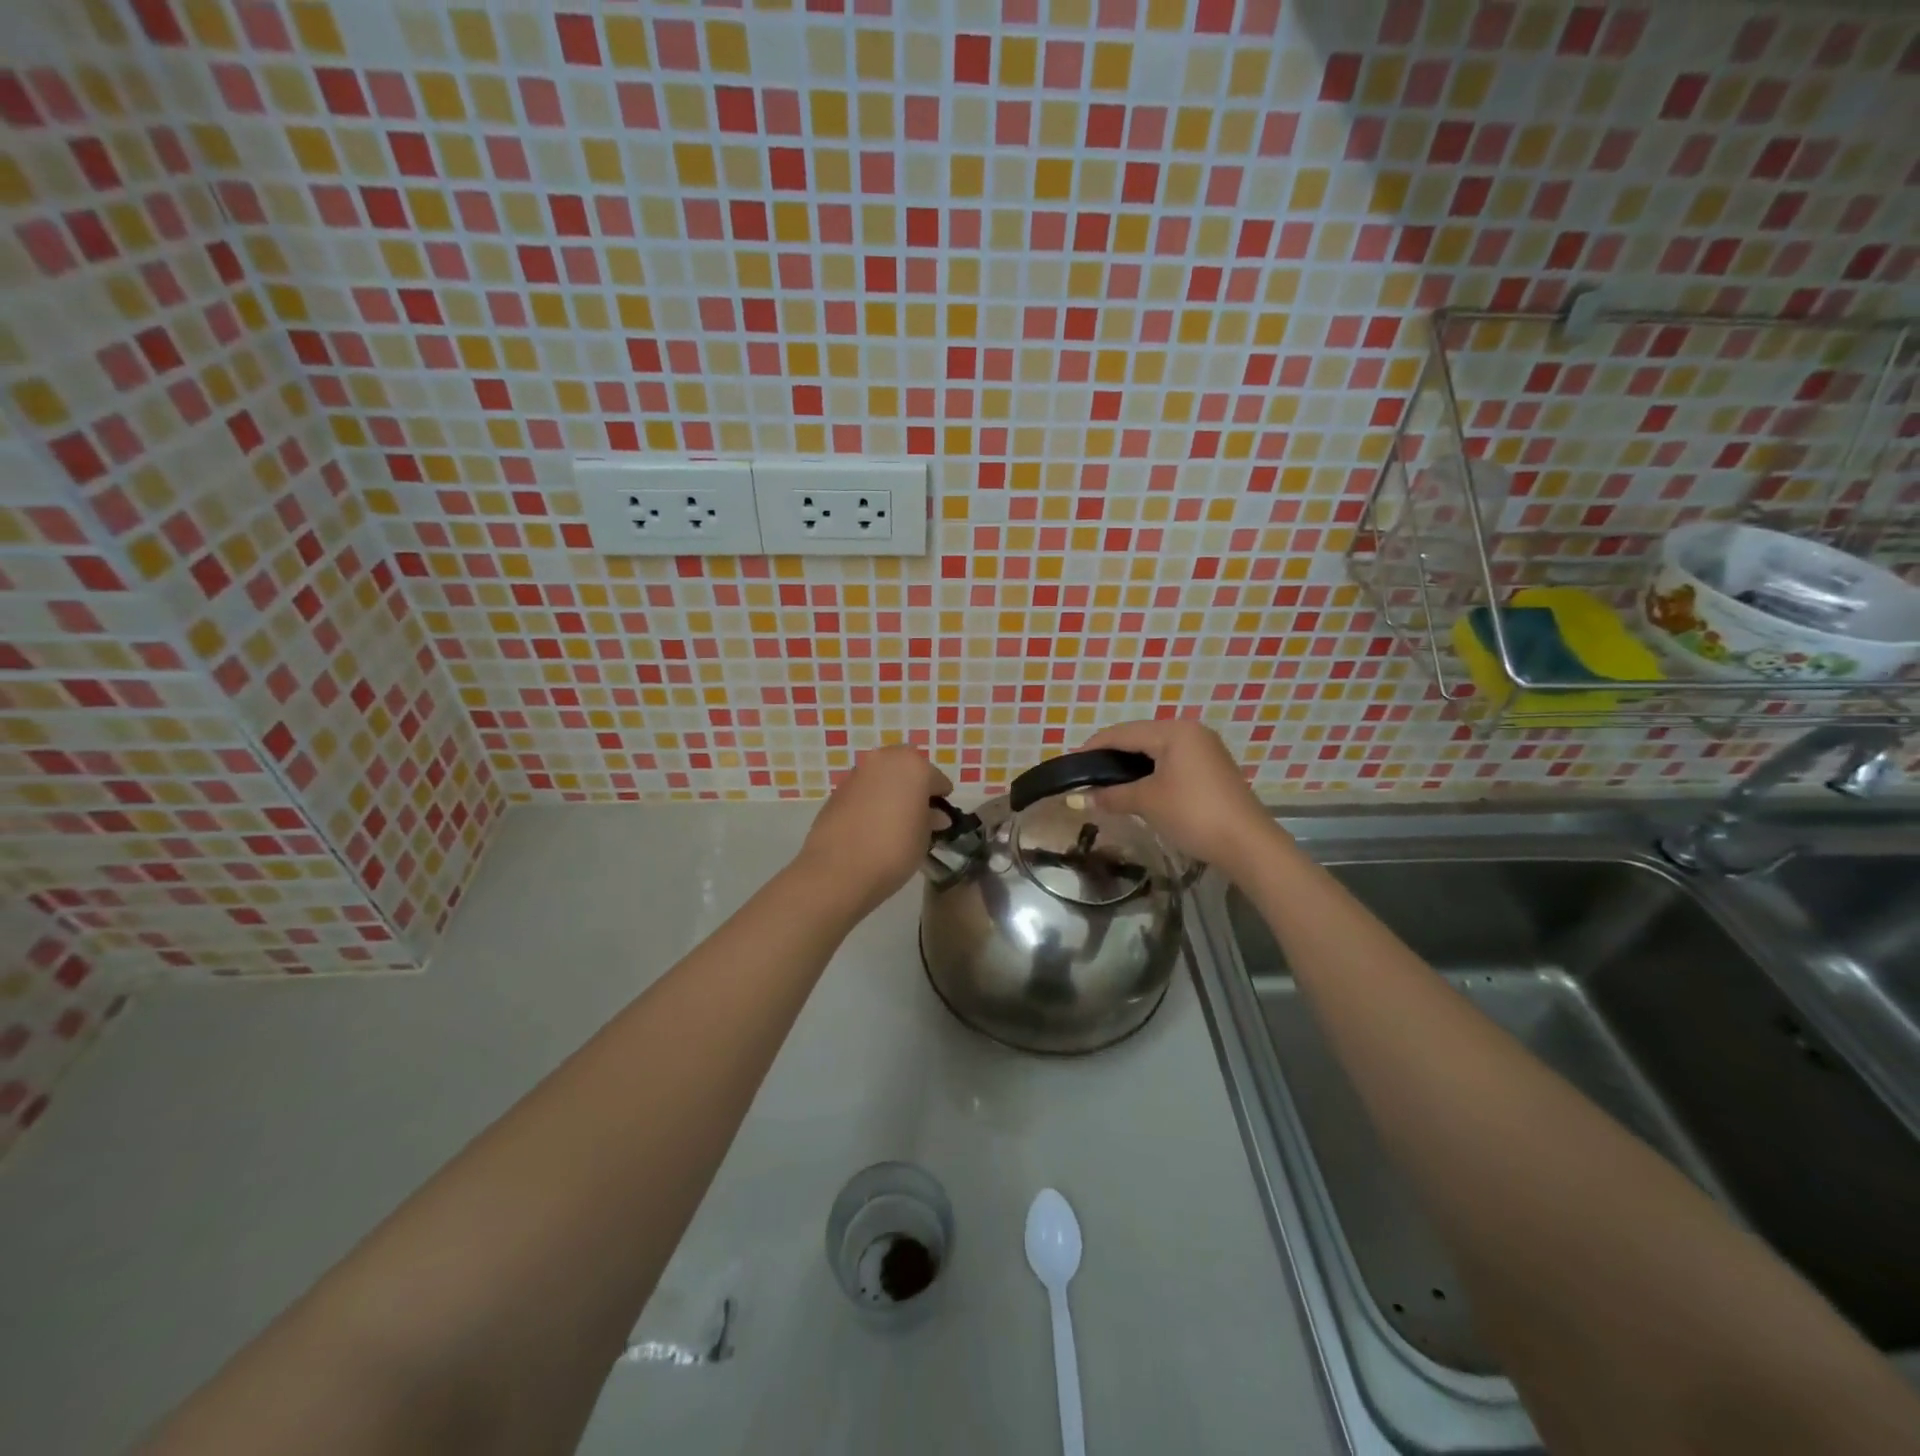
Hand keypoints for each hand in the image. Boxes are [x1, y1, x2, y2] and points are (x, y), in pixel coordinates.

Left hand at [798, 744, 953, 915]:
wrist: (838, 870)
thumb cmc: (894, 849)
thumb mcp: (924, 837)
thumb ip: (931, 819)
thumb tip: (934, 815)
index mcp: (913, 766)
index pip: (936, 779)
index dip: (940, 798)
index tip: (940, 817)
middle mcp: (884, 760)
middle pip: (906, 769)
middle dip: (913, 786)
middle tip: (917, 814)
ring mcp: (857, 773)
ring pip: (882, 777)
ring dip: (889, 792)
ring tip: (892, 821)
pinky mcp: (837, 790)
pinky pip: (863, 791)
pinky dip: (870, 801)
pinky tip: (870, 826)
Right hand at [1082, 719, 1279, 872]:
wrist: (1247, 843)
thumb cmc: (1193, 813)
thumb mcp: (1147, 802)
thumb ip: (1111, 795)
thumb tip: (1081, 798)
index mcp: (1174, 730)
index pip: (1123, 733)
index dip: (1094, 747)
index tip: (1070, 764)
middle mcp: (1190, 731)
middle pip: (1139, 737)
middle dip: (1111, 756)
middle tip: (1086, 776)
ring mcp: (1204, 749)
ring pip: (1156, 750)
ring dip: (1130, 766)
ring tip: (1106, 783)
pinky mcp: (1211, 768)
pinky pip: (1171, 761)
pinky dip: (1150, 772)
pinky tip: (1136, 788)